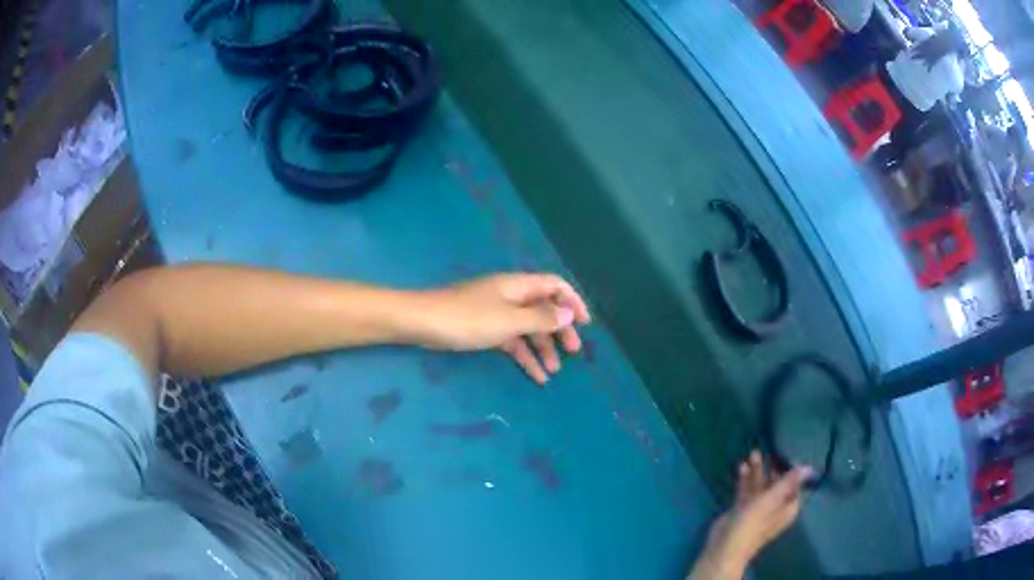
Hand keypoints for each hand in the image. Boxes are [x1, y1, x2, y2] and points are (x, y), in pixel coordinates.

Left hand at [414, 274, 590, 383]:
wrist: (424, 323)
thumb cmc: (468, 319)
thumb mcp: (509, 321)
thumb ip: (541, 318)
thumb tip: (568, 314)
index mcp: (519, 286)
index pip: (555, 285)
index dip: (573, 302)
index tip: (586, 324)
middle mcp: (512, 296)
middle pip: (544, 309)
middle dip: (560, 330)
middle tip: (574, 352)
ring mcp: (498, 313)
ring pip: (529, 328)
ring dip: (543, 347)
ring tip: (554, 371)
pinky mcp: (486, 329)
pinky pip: (513, 340)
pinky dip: (524, 355)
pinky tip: (535, 375)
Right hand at [689, 452, 811, 579]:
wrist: (725, 546)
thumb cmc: (752, 523)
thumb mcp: (771, 500)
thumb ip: (789, 482)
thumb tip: (810, 467)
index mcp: (787, 508)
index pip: (795, 485)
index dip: (792, 470)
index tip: (785, 452)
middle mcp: (775, 508)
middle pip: (777, 484)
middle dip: (772, 467)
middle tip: (765, 450)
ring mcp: (758, 509)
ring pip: (761, 486)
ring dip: (757, 471)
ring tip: (752, 454)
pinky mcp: (742, 510)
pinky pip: (747, 491)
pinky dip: (746, 479)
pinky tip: (742, 467)